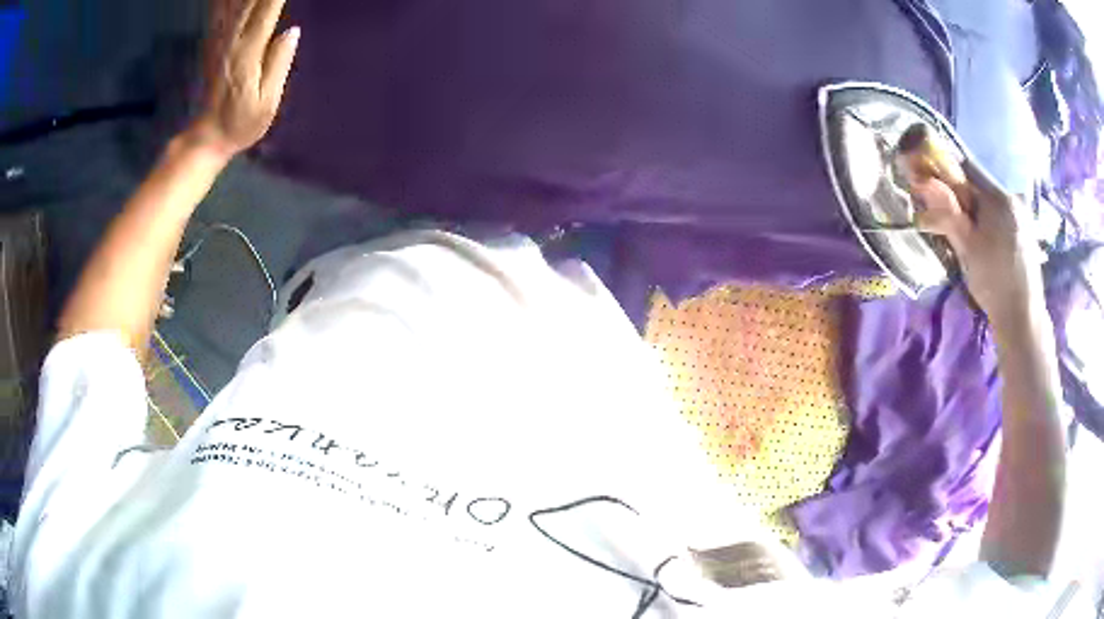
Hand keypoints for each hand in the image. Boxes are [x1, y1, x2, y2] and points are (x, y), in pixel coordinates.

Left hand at [185, 0, 299, 159]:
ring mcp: (220, 40)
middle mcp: (232, 40)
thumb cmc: (241, 124)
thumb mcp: (267, 103)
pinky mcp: (214, 43)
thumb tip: (291, 31)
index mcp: (248, 53)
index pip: (268, 8)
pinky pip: (220, 11)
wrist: (207, 137)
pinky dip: (223, 0)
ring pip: (232, 1)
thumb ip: (278, 65)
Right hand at [902, 151, 1044, 326]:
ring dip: (977, 213)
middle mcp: (1013, 198)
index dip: (949, 174)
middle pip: (980, 186)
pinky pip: (1002, 215)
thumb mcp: (967, 247)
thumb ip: (948, 212)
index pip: (967, 167)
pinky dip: (990, 222)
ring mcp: (1022, 215)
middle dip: (963, 198)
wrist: (1022, 318)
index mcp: (999, 197)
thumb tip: (925, 182)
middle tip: (952, 224)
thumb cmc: (993, 282)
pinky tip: (987, 247)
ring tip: (970, 240)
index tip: (937, 192)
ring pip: (991, 202)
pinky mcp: (1026, 231)